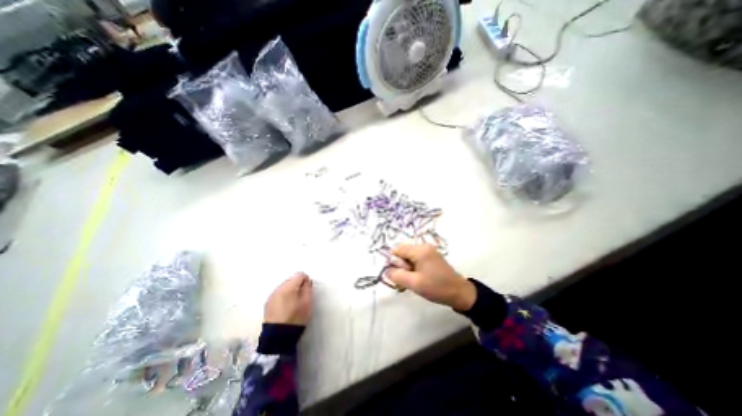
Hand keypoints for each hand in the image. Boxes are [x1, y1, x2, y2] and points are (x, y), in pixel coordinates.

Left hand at [264, 271, 311, 326]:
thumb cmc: (296, 318)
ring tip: (294, 302)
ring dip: (290, 290)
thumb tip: (306, 280)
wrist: (278, 337)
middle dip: (297, 284)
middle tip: (302, 296)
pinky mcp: (268, 303)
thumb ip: (307, 288)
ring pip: (284, 286)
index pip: (299, 274)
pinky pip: (278, 294)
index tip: (308, 289)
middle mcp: (278, 288)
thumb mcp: (307, 302)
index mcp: (288, 287)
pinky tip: (286, 307)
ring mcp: (271, 296)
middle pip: (291, 279)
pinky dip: (284, 296)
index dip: (306, 280)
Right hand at [383, 244, 475, 311]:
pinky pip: (415, 260)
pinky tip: (417, 280)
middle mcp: (423, 246)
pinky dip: (413, 269)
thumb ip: (397, 276)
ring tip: (412, 283)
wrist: (460, 293)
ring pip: (408, 257)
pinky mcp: (431, 257)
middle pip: (402, 253)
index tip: (399, 275)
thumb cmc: (437, 287)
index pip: (397, 250)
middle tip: (406, 282)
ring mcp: (428, 251)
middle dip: (401, 267)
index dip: (394, 262)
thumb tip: (386, 271)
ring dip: (406, 270)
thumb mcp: (414, 283)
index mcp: (420, 250)